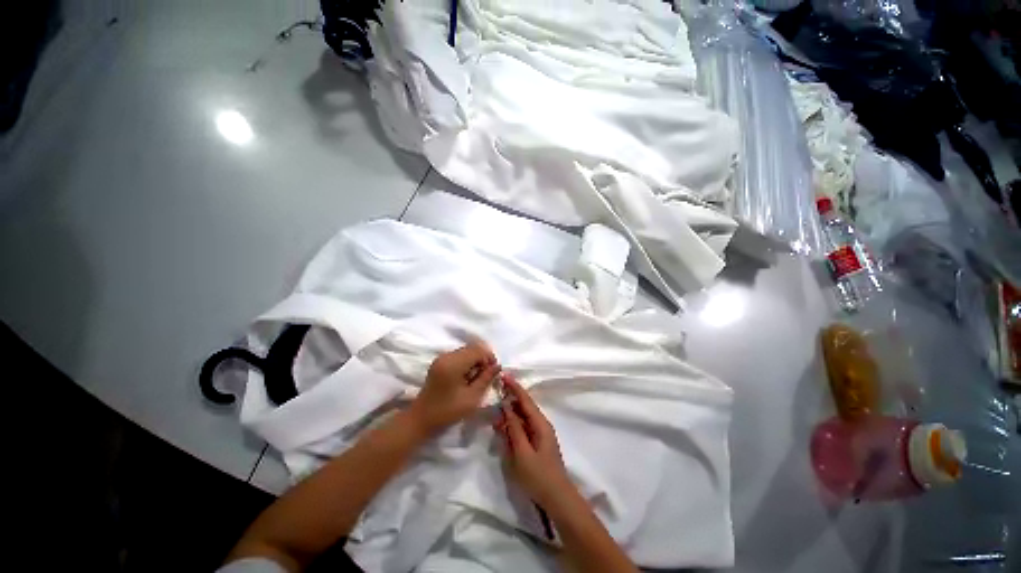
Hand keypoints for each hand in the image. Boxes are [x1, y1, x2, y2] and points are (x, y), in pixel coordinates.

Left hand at [407, 341, 499, 434]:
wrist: (421, 419)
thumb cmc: (448, 411)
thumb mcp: (472, 397)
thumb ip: (486, 379)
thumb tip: (497, 366)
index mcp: (453, 363)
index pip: (478, 350)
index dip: (489, 358)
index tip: (493, 372)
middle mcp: (447, 355)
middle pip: (472, 348)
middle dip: (483, 359)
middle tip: (486, 376)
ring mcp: (442, 357)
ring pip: (466, 350)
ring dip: (475, 361)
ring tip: (477, 378)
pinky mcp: (440, 362)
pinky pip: (459, 355)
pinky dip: (467, 362)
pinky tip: (467, 377)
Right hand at [494, 374, 572, 506]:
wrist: (557, 499)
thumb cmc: (539, 476)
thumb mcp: (522, 453)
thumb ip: (514, 429)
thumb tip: (506, 407)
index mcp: (540, 424)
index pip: (526, 400)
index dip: (515, 387)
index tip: (504, 376)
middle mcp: (541, 425)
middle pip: (524, 407)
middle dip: (511, 399)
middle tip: (496, 392)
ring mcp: (540, 435)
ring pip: (523, 418)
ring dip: (510, 413)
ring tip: (496, 410)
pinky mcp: (536, 444)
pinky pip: (523, 429)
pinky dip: (513, 425)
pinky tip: (503, 426)